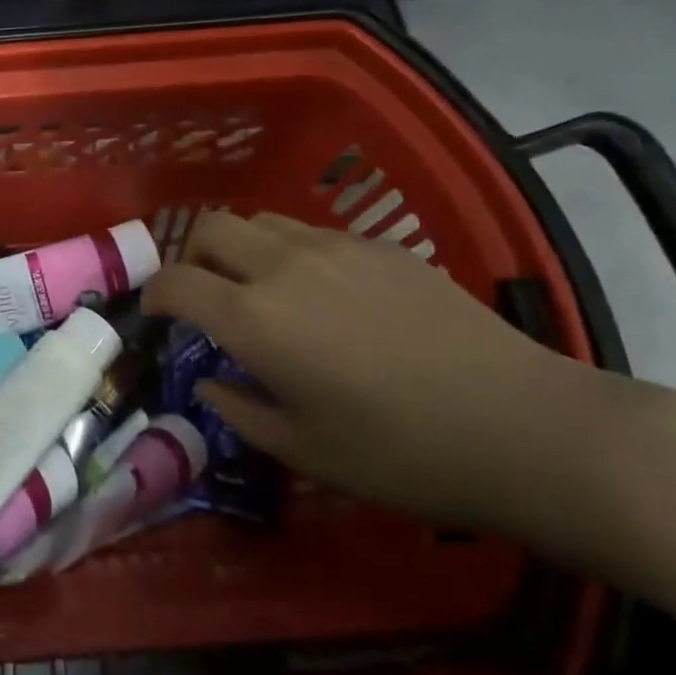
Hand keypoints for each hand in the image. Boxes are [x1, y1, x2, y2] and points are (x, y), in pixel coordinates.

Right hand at [143, 210, 590, 527]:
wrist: (522, 425)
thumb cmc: (403, 454)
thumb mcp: (307, 451)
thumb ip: (242, 412)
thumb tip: (212, 385)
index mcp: (255, 317)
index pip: (176, 283)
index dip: (153, 295)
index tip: (153, 314)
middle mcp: (283, 265)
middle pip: (210, 227)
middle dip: (190, 256)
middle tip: (203, 295)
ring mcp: (334, 246)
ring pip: (261, 220)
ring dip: (241, 247)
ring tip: (260, 289)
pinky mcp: (379, 246)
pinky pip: (311, 232)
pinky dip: (291, 252)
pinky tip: (324, 294)